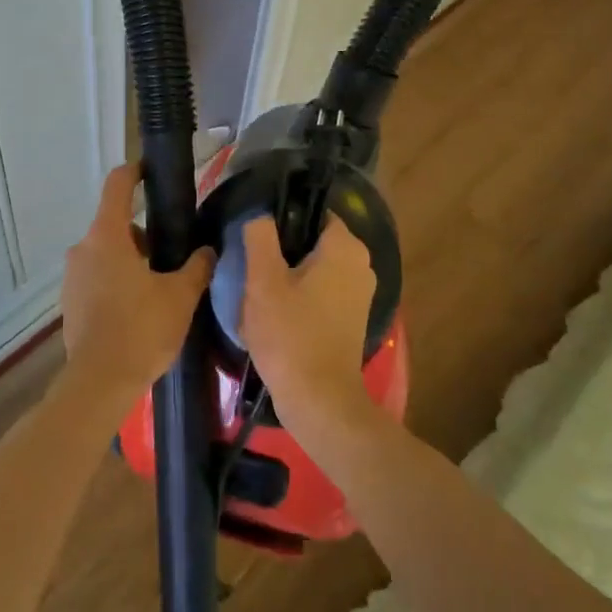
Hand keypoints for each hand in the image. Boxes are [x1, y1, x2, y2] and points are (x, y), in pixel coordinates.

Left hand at [60, 165, 214, 411]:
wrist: (99, 383)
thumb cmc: (140, 329)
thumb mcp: (180, 296)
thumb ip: (197, 267)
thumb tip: (208, 250)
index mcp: (107, 236)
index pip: (117, 185)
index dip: (135, 172)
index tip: (151, 170)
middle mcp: (83, 248)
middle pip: (115, 224)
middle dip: (144, 234)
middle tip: (173, 254)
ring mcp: (72, 276)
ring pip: (106, 253)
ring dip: (131, 261)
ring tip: (160, 287)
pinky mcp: (70, 302)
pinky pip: (97, 278)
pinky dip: (116, 282)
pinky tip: (138, 309)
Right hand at [240, 213, 377, 432]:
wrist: (320, 401)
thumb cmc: (290, 334)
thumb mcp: (263, 281)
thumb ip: (260, 237)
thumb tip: (260, 214)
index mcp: (344, 247)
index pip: (312, 211)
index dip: (282, 217)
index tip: (255, 233)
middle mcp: (360, 264)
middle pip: (312, 241)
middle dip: (281, 251)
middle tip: (251, 265)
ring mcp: (359, 294)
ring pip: (314, 269)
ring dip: (287, 277)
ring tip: (257, 292)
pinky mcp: (351, 319)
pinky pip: (321, 292)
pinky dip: (299, 297)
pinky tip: (274, 314)